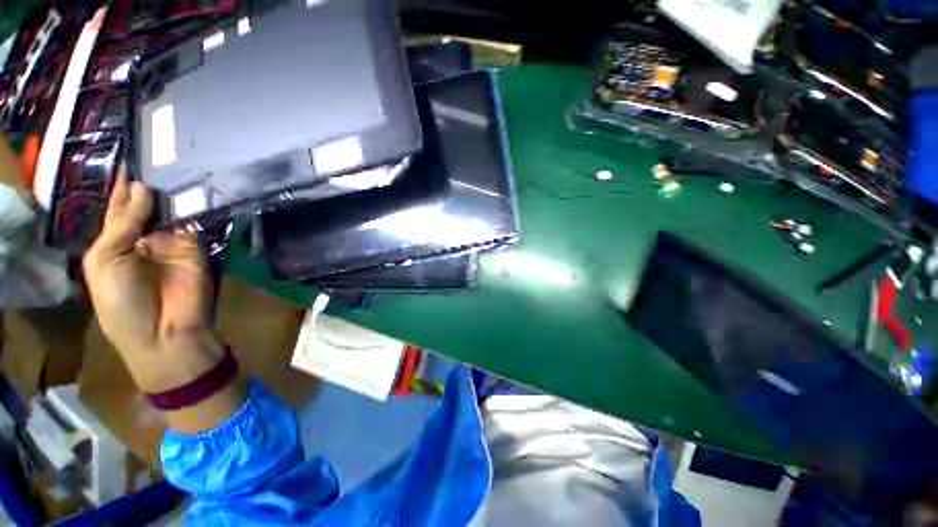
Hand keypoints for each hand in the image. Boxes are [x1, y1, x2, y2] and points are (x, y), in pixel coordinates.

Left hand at [82, 166, 222, 392]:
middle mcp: (144, 236)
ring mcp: (172, 240)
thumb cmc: (121, 302)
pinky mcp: (197, 246)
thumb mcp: (106, 261)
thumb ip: (123, 224)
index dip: (123, 183)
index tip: (130, 152)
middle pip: (148, 203)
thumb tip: (144, 188)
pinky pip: (194, 222)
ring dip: (172, 191)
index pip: (120, 205)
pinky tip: (193, 186)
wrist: (164, 330)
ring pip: (171, 210)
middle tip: (157, 148)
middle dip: (150, 182)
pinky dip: (193, 206)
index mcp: (115, 240)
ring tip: (175, 159)